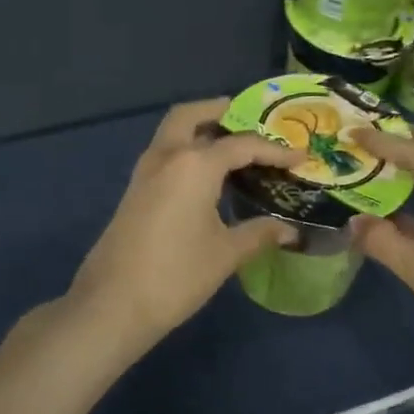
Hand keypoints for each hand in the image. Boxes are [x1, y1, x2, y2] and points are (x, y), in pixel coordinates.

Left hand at [65, 100, 302, 353]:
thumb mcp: (225, 254)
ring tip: (233, 148)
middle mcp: (167, 155)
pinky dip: (186, 150)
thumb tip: (289, 231)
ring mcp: (145, 171)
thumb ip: (258, 234)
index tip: (300, 157)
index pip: (242, 145)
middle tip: (249, 122)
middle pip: (191, 115)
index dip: (275, 151)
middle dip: (219, 111)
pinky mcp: (135, 189)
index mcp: (194, 164)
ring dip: (199, 129)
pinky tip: (208, 177)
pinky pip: (165, 153)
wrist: (112, 303)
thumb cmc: (176, 275)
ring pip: (173, 132)